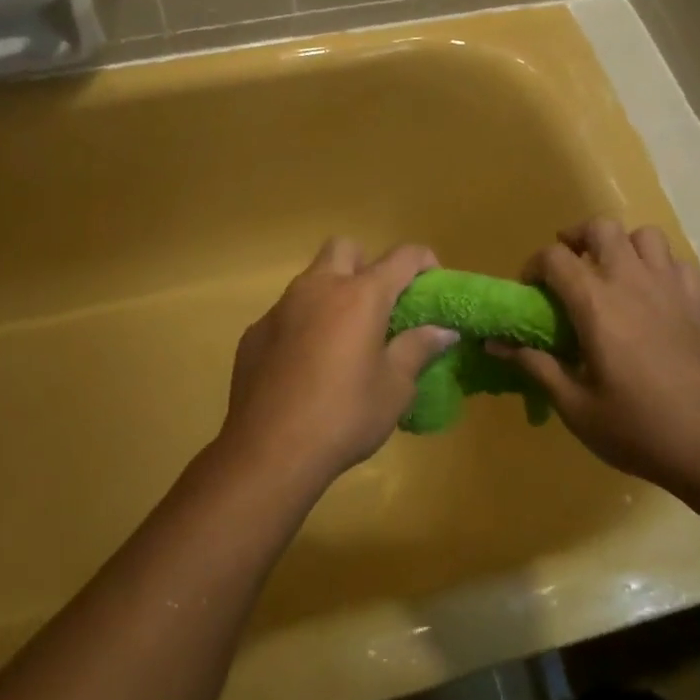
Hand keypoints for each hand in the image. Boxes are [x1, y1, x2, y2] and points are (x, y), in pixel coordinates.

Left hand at [221, 239, 459, 487]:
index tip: (432, 283)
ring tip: (345, 338)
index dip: (424, 262)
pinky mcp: (256, 331)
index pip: (402, 257)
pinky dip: (304, 324)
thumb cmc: (344, 416)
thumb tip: (444, 330)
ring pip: (312, 278)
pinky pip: (287, 312)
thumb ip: (418, 349)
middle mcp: (319, 287)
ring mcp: (282, 307)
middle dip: (367, 264)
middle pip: (345, 249)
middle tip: (379, 305)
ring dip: (333, 293)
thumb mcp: (395, 388)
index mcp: (360, 295)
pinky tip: (306, 364)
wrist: (269, 450)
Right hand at [497, 219, 699, 499]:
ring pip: (644, 236)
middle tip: (569, 265)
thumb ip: (536, 367)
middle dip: (578, 238)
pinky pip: (678, 263)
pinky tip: (654, 295)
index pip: (555, 257)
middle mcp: (632, 281)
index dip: (534, 266)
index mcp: (596, 303)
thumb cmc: (640, 429)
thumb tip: (495, 344)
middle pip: (601, 228)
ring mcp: (671, 288)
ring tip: (613, 273)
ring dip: (623, 246)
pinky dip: (660, 267)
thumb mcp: (576, 407)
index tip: (530, 290)